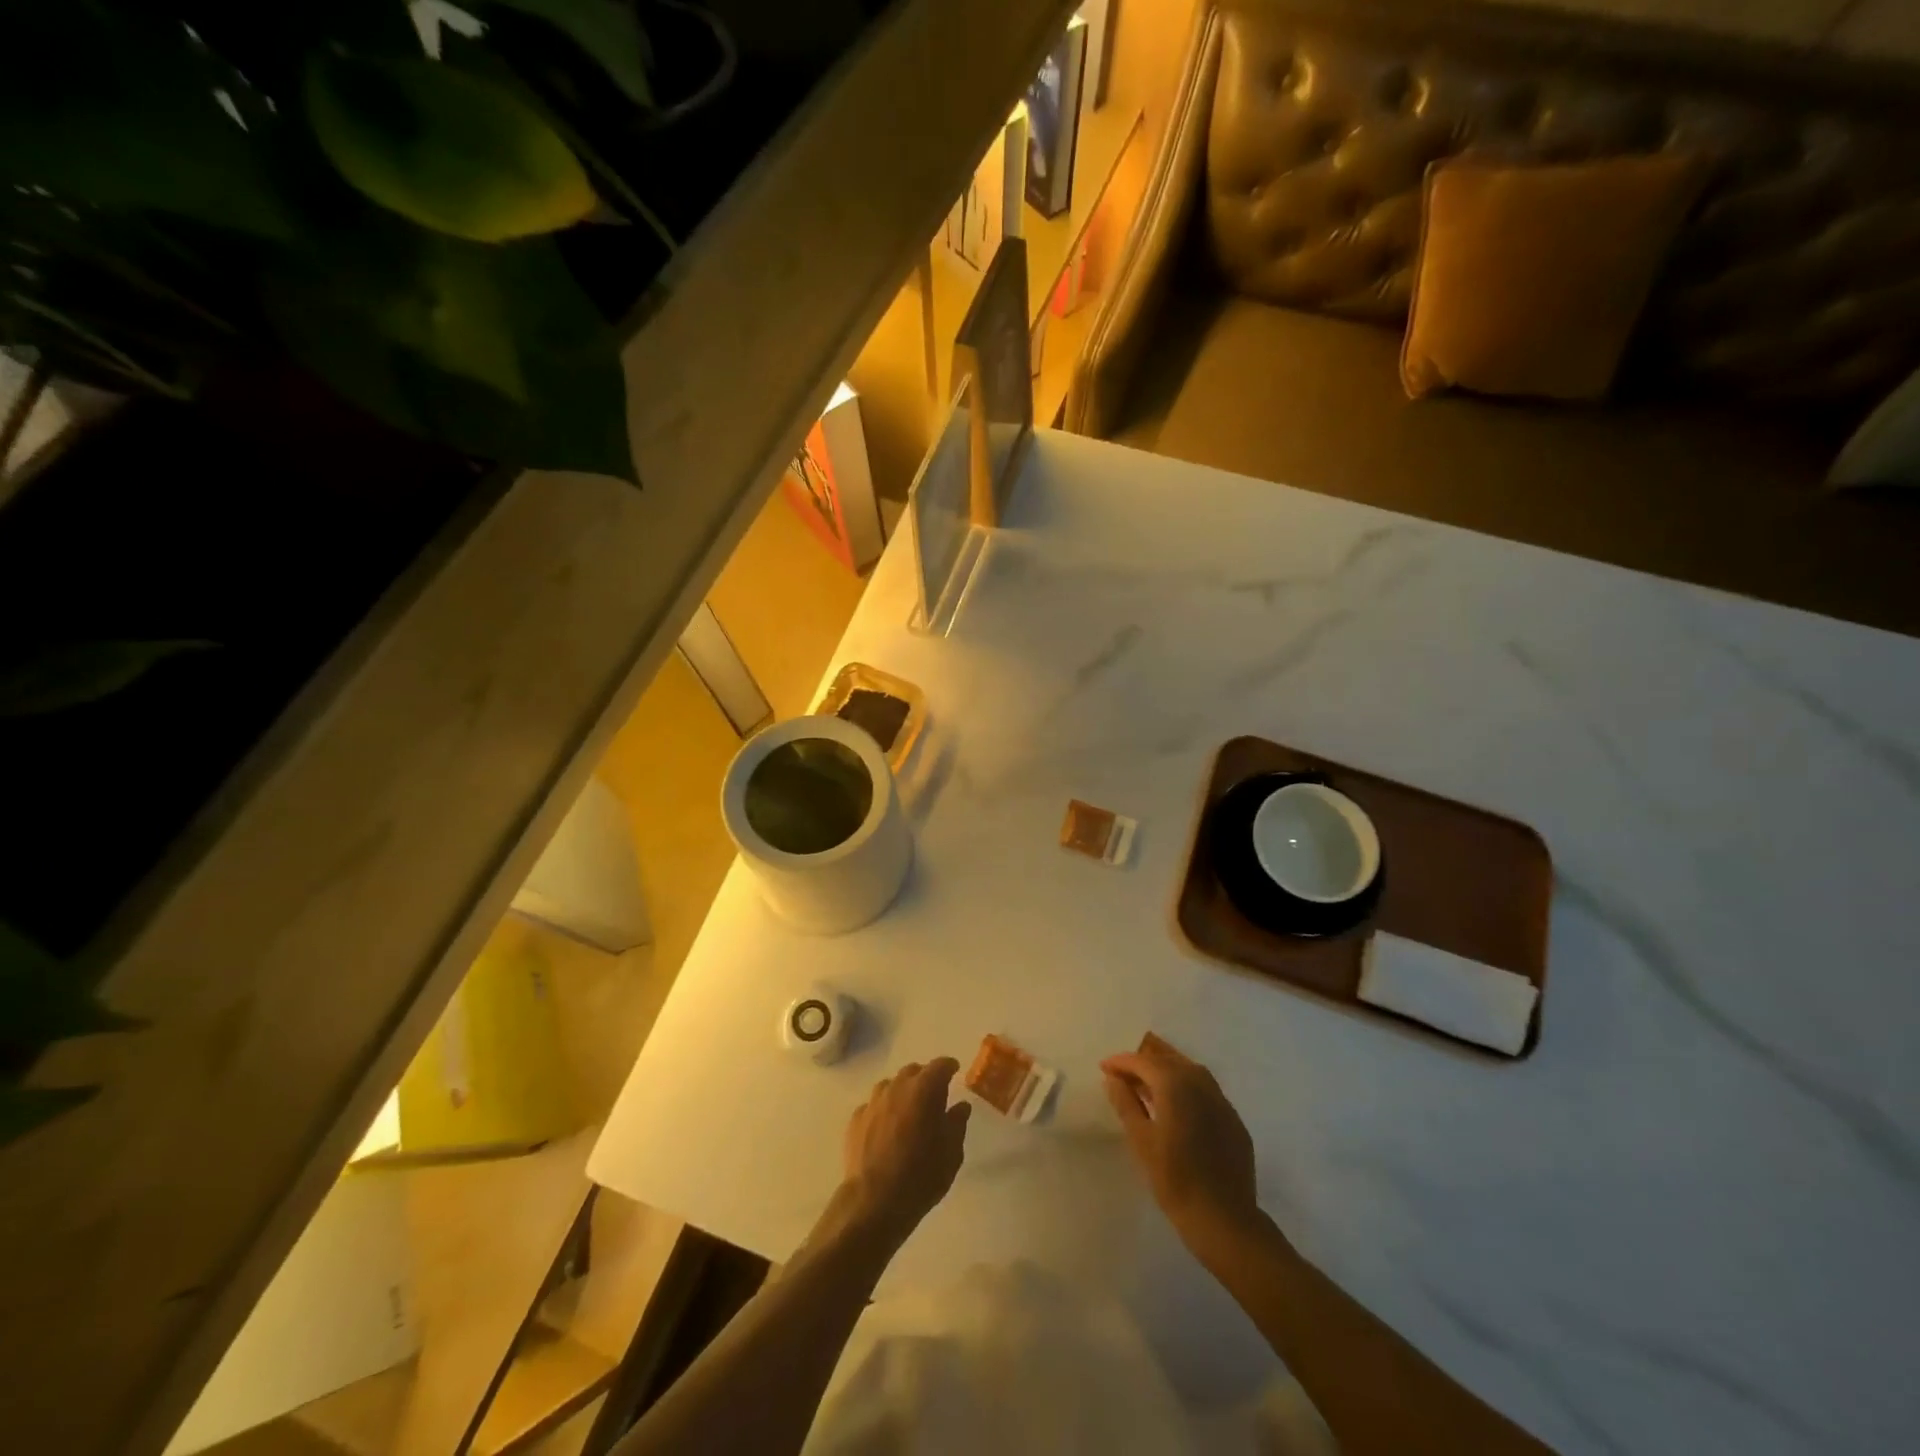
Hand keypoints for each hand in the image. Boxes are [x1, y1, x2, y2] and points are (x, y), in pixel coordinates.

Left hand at [835, 1058, 970, 1249]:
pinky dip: (883, 1110)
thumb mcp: (951, 1153)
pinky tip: (886, 1128)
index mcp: (924, 1089)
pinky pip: (873, 1105)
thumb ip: (957, 1123)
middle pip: (913, 1071)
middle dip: (925, 1078)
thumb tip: (960, 1106)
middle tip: (933, 1096)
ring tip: (908, 1112)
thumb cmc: (921, 1176)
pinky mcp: (856, 1119)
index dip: (949, 1067)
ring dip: (901, 1092)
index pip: (940, 1065)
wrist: (874, 1202)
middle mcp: (897, 1087)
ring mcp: (873, 1102)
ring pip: (890, 1085)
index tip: (954, 1071)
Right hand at [1102, 1037, 1260, 1249]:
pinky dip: (1186, 1084)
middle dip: (1145, 1057)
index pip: (1143, 1061)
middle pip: (1169, 1058)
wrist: (1224, 1219)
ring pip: (1190, 1069)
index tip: (1104, 1067)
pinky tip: (1176, 1101)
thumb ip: (1126, 1103)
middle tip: (1124, 1066)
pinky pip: (1205, 1088)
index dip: (1122, 1062)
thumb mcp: (1141, 1141)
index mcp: (1175, 1085)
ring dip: (1166, 1066)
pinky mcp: (1232, 1119)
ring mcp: (1221, 1100)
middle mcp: (1200, 1083)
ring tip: (1146, 1078)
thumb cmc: (1175, 1180)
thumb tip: (1113, 1078)